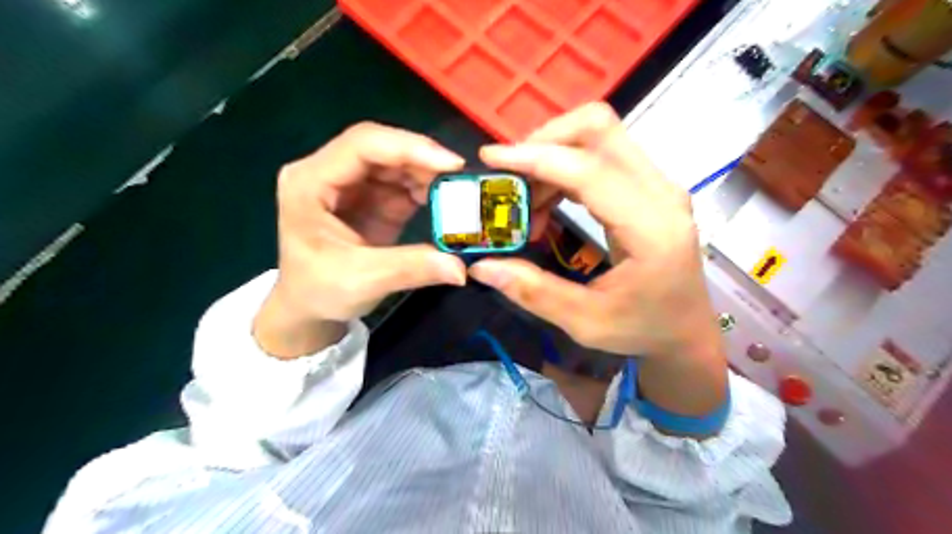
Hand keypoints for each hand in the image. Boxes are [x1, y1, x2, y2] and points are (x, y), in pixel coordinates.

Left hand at [255, 123, 466, 359]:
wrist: (309, 305)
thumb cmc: (319, 290)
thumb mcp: (362, 280)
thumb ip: (411, 268)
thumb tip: (461, 268)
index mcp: (310, 182)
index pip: (362, 145)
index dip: (408, 147)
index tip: (452, 164)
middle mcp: (329, 172)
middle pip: (382, 148)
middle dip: (424, 159)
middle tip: (462, 179)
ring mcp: (353, 183)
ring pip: (397, 162)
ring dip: (429, 173)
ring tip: (458, 193)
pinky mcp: (373, 197)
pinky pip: (404, 181)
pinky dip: (428, 189)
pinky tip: (446, 202)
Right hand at [469, 102, 730, 421]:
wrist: (686, 329)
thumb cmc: (643, 329)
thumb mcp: (586, 322)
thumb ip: (534, 292)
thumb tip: (481, 265)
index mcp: (651, 228)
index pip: (589, 169)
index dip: (537, 157)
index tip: (491, 160)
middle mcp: (660, 193)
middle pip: (599, 128)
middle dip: (544, 141)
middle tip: (508, 176)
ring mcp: (657, 184)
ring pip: (598, 136)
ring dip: (551, 156)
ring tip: (525, 202)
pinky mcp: (647, 186)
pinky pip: (601, 155)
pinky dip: (564, 168)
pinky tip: (546, 202)